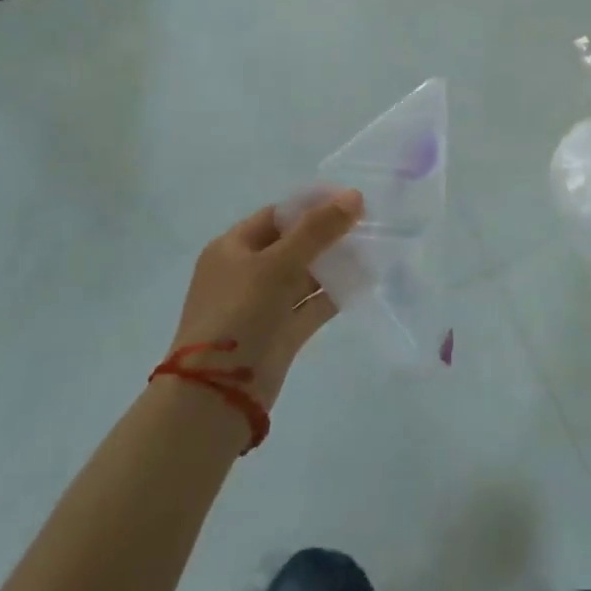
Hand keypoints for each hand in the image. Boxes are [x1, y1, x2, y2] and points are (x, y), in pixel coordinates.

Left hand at [171, 190, 362, 409]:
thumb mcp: (277, 264)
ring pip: (305, 275)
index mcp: (232, 248)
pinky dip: (335, 293)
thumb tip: (354, 196)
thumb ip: (317, 229)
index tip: (351, 200)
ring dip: (335, 264)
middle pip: (294, 244)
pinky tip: (364, 282)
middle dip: (328, 234)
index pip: (278, 215)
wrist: (217, 394)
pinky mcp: (281, 333)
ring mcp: (264, 304)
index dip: (313, 205)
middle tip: (368, 224)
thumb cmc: (238, 314)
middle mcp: (246, 273)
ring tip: (372, 250)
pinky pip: (312, 304)